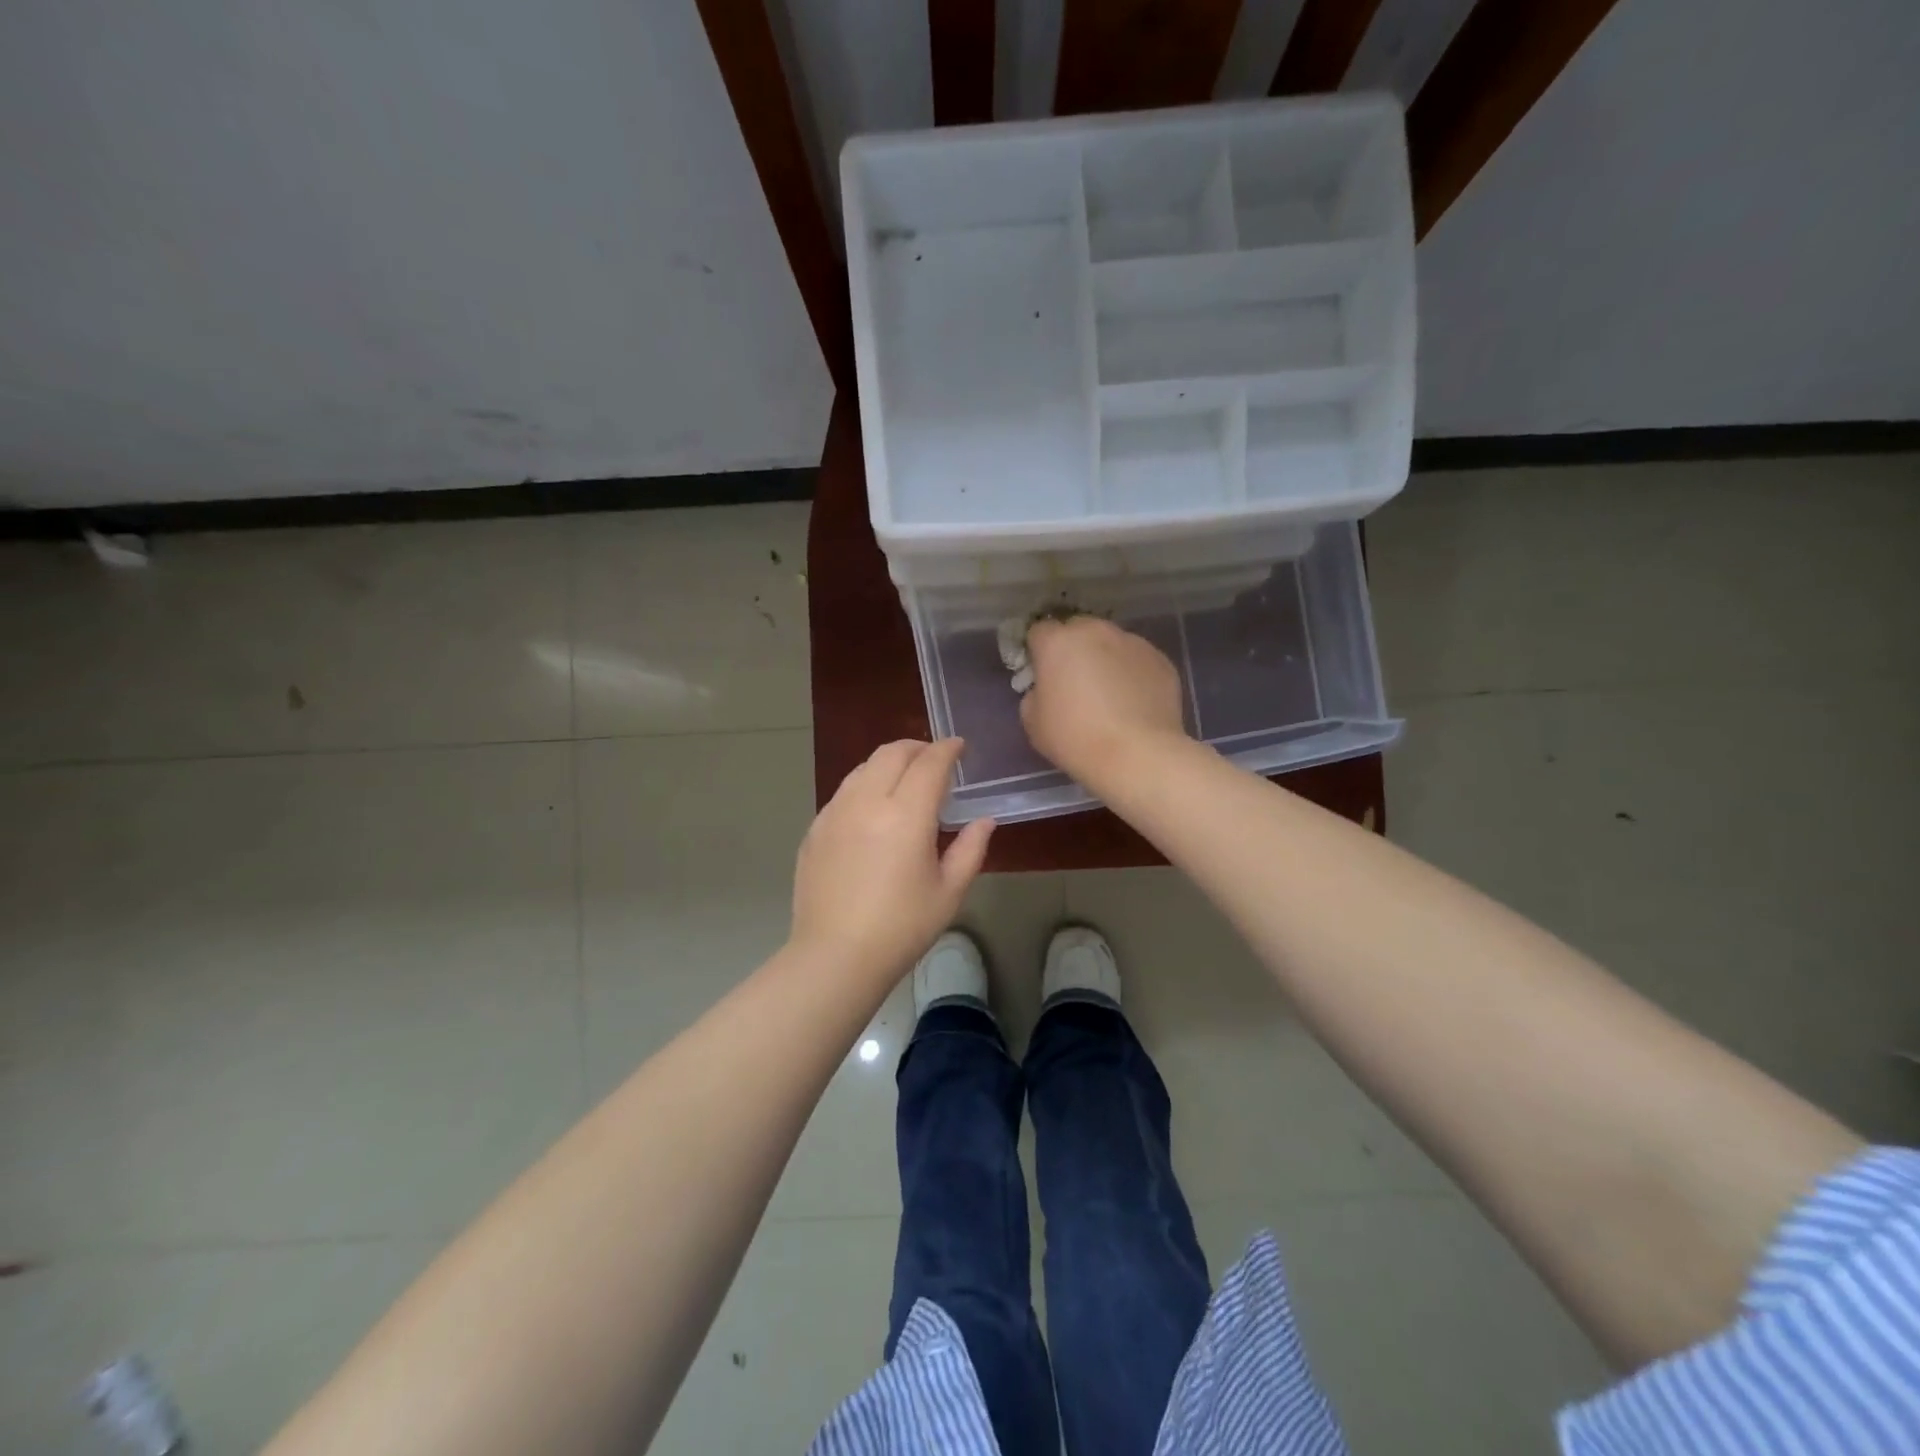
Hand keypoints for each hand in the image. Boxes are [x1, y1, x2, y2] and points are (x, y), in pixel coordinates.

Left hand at [790, 738, 993, 981]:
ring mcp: (835, 813)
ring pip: (864, 767)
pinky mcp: (816, 829)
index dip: (947, 749)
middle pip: (892, 753)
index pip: (929, 763)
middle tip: (934, 759)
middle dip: (917, 747)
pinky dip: (865, 785)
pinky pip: (844, 791)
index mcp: (906, 815)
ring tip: (904, 779)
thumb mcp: (949, 891)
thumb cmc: (902, 927)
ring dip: (889, 762)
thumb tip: (984, 820)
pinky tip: (873, 809)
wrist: (835, 956)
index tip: (959, 746)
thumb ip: (971, 849)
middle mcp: (867, 802)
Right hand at [1020, 616, 1186, 788]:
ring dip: (1106, 659)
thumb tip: (1046, 689)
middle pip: (1079, 630)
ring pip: (1112, 643)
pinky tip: (1134, 703)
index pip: (1040, 631)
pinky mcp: (1161, 660)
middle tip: (1076, 683)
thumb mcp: (1033, 722)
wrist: (1137, 755)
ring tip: (1110, 695)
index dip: (1039, 652)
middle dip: (1074, 649)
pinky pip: (1138, 661)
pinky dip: (1133, 674)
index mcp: (1058, 642)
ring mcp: (1133, 642)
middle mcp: (1096, 631)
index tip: (1043, 675)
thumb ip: (1035, 694)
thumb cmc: (1075, 739)